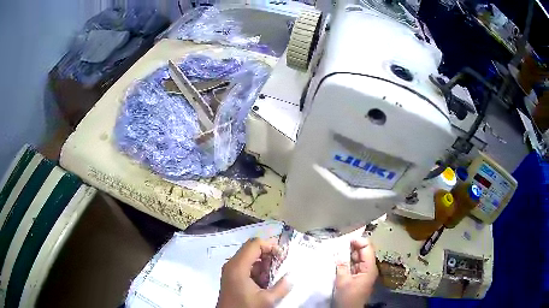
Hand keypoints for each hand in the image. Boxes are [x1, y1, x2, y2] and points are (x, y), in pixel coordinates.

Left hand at [217, 238, 290, 307]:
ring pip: (250, 258)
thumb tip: (292, 275)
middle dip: (269, 255)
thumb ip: (282, 286)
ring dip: (264, 264)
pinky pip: (247, 266)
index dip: (270, 246)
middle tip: (280, 266)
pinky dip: (258, 270)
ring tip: (274, 276)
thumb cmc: (245, 307)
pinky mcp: (232, 276)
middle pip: (252, 249)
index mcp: (238, 266)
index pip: (255, 244)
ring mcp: (231, 270)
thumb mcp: (267, 300)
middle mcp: (232, 264)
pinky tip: (265, 282)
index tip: (282, 257)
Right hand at [334, 237, 377, 307]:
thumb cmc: (348, 297)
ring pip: (357, 257)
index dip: (358, 241)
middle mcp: (368, 268)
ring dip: (348, 253)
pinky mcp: (358, 276)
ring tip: (336, 248)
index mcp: (369, 268)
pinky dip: (347, 260)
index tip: (346, 238)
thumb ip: (341, 265)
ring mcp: (363, 272)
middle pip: (363, 251)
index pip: (367, 248)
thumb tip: (338, 252)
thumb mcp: (343, 281)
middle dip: (352, 246)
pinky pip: (354, 264)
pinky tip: (338, 258)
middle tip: (338, 241)